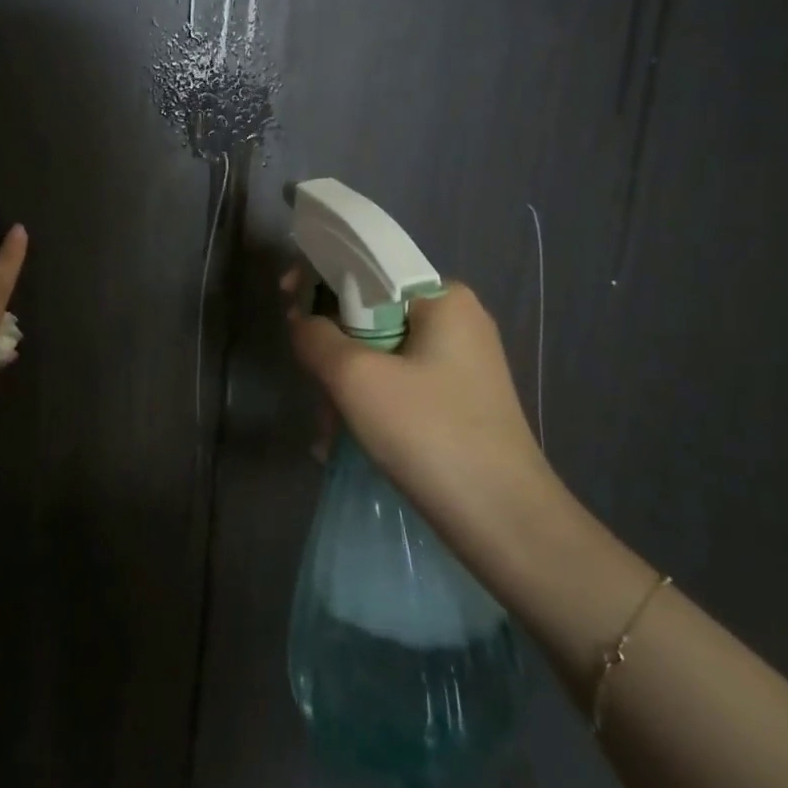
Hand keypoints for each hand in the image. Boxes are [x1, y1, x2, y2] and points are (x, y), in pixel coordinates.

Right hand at [284, 276, 558, 540]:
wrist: (502, 519)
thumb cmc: (428, 433)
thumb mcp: (356, 378)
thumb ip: (316, 337)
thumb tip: (303, 322)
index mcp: (444, 299)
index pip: (368, 268)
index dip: (319, 278)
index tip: (285, 301)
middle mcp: (457, 321)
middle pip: (369, 313)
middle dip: (331, 349)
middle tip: (313, 387)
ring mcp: (461, 363)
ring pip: (379, 354)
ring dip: (344, 386)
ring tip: (328, 431)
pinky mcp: (458, 400)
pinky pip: (397, 385)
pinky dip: (367, 405)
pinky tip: (345, 441)